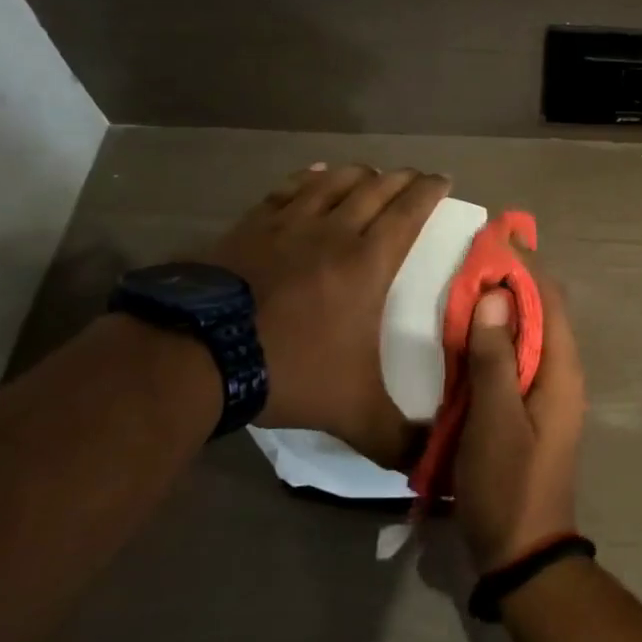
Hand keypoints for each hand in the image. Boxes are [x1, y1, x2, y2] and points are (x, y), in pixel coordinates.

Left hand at [198, 162, 449, 466]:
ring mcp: (288, 224)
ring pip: (334, 181)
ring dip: (359, 173)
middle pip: (376, 188)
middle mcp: (334, 231)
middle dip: (402, 178)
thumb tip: (431, 467)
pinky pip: (288, 190)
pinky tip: (315, 174)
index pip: (409, 212)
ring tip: (371, 173)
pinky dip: (309, 178)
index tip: (444, 179)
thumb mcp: (352, 412)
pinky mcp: (251, 226)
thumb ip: (395, 438)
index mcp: (368, 262)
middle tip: (416, 177)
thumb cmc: (288, 370)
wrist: (198, 355)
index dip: (429, 190)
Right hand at [457, 266, 586, 571]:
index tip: (498, 235)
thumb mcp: (494, 420)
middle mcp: (561, 374)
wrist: (524, 552)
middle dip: (515, 280)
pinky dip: (499, 337)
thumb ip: (495, 358)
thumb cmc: (508, 484)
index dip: (526, 265)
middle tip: (477, 255)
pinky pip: (518, 359)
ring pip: (530, 334)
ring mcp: (548, 393)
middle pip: (543, 312)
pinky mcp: (531, 409)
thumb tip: (496, 296)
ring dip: (505, 307)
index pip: (549, 300)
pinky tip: (471, 335)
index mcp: (561, 371)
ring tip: (470, 283)